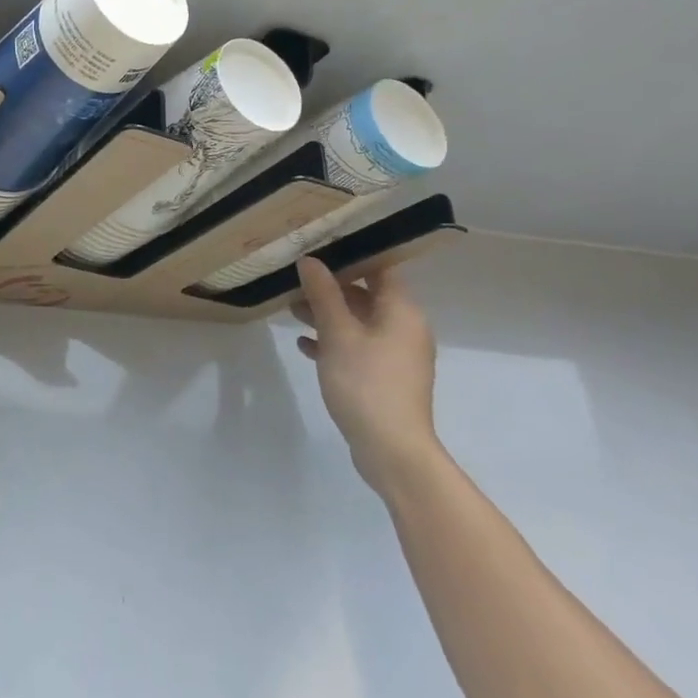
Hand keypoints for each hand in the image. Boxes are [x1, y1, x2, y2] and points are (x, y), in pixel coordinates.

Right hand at [294, 260, 440, 497]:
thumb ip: (323, 293)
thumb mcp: (338, 333)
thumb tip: (310, 260)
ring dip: (328, 315)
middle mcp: (405, 327)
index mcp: (401, 310)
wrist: (391, 449)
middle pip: (366, 294)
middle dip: (330, 287)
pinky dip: (334, 341)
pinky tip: (305, 345)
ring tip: (292, 310)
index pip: (380, 267)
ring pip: (359, 322)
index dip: (350, 255)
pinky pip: (358, 347)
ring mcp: (396, 354)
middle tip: (295, 280)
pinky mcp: (385, 377)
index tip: (317, 248)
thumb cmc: (366, 382)